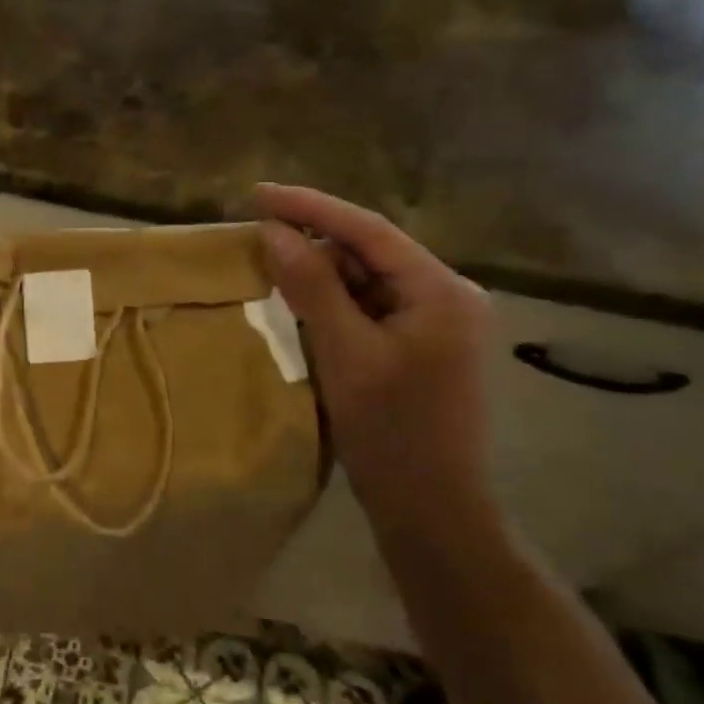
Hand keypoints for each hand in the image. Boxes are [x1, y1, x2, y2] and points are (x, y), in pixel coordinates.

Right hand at [254, 183, 494, 533]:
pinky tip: (300, 305)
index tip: (258, 193)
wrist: (432, 510)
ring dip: (320, 274)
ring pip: (366, 279)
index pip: (369, 230)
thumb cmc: (392, 432)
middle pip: (369, 251)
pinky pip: (368, 307)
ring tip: (270, 268)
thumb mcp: (345, 353)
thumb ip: (311, 286)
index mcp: (442, 291)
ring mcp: (434, 322)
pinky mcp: (418, 346)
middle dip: (314, 242)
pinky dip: (333, 302)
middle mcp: (446, 296)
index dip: (310, 208)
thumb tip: (273, 231)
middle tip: (256, 236)